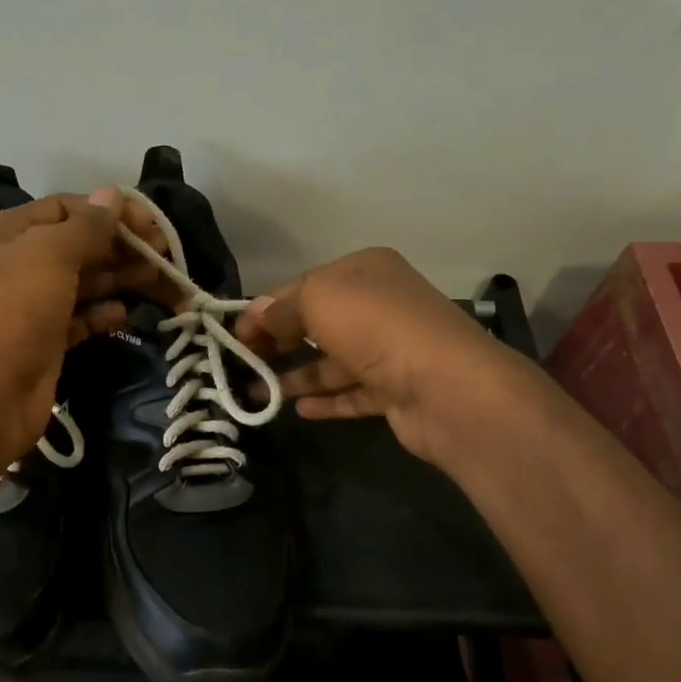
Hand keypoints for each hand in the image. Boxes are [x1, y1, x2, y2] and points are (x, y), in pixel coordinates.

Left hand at [0, 189, 164, 457]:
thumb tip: (111, 194)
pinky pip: (78, 320)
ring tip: (157, 278)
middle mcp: (15, 264)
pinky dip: (101, 314)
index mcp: (6, 233)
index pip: (65, 208)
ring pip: (81, 282)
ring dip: (118, 276)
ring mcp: (29, 306)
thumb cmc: (13, 310)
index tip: (152, 224)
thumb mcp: (49, 254)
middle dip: (120, 245)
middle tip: (164, 254)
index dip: (109, 210)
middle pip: (77, 245)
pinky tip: (124, 314)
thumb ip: (86, 225)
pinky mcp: (43, 343)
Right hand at [232, 248, 509, 468]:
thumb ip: (282, 307)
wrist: (445, 386)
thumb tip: (256, 313)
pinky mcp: (396, 390)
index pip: (303, 285)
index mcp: (366, 271)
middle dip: (278, 341)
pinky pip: (352, 392)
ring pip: (332, 361)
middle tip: (242, 364)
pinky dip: (326, 399)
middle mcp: (380, 306)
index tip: (235, 335)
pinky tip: (298, 410)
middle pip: (317, 323)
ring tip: (256, 393)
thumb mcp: (318, 300)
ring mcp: (391, 350)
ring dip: (295, 375)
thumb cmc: (375, 327)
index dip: (265, 308)